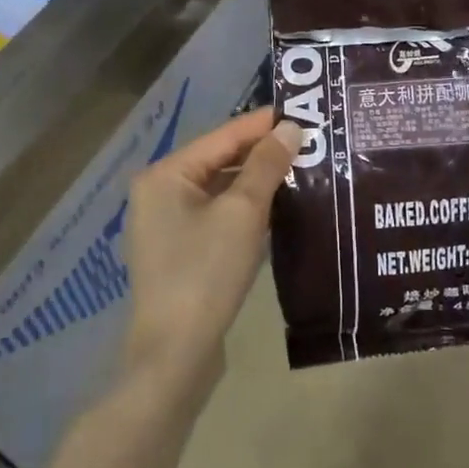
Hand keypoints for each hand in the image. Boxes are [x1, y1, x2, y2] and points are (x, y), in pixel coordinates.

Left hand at [120, 107, 298, 401]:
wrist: (175, 354)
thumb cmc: (206, 273)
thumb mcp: (243, 212)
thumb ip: (266, 165)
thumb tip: (290, 128)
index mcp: (165, 174)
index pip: (222, 136)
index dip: (263, 124)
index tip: (303, 113)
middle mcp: (159, 192)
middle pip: (219, 160)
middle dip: (262, 153)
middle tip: (309, 143)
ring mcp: (166, 224)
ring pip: (220, 189)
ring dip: (257, 182)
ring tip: (302, 170)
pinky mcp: (180, 251)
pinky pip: (216, 215)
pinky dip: (245, 208)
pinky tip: (278, 207)